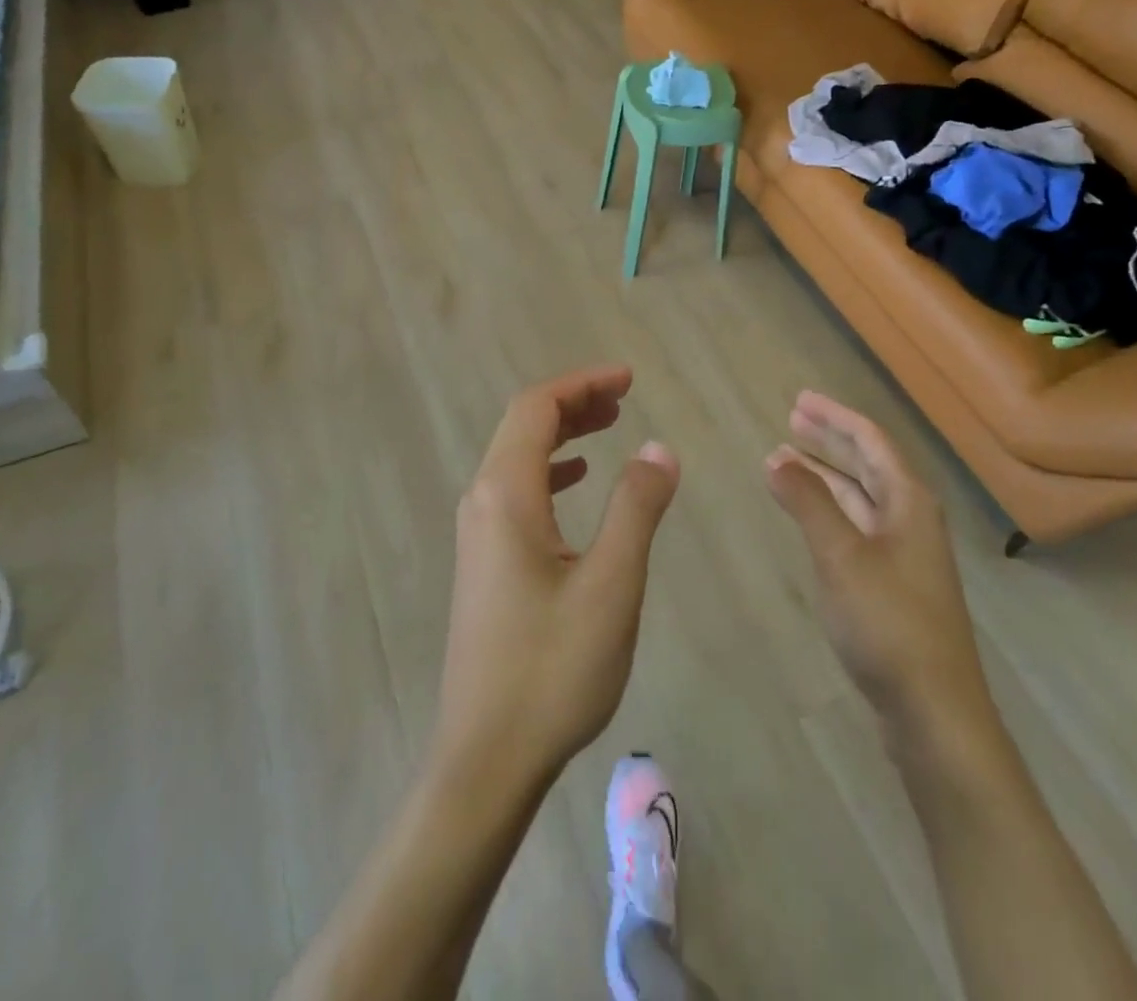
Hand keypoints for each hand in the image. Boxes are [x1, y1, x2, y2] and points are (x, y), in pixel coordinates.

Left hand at [433, 366, 679, 788]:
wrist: (486, 757)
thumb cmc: (552, 669)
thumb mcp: (611, 585)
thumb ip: (636, 508)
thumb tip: (659, 448)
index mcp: (505, 494)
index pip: (536, 408)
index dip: (582, 383)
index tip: (628, 379)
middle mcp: (482, 501)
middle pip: (522, 425)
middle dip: (573, 401)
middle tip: (624, 396)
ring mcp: (477, 533)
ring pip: (517, 457)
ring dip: (562, 433)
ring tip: (609, 426)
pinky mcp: (484, 561)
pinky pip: (516, 490)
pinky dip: (550, 469)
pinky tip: (576, 480)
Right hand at [764, 392, 989, 722]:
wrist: (934, 712)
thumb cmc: (888, 623)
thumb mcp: (841, 555)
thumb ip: (808, 502)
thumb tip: (777, 457)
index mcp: (909, 502)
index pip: (871, 441)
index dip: (835, 417)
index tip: (799, 399)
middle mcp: (911, 519)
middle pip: (868, 465)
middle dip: (830, 440)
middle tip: (791, 420)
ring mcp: (905, 554)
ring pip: (861, 498)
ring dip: (826, 476)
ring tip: (786, 460)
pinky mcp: (893, 585)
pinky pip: (857, 527)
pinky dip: (829, 511)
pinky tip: (808, 516)